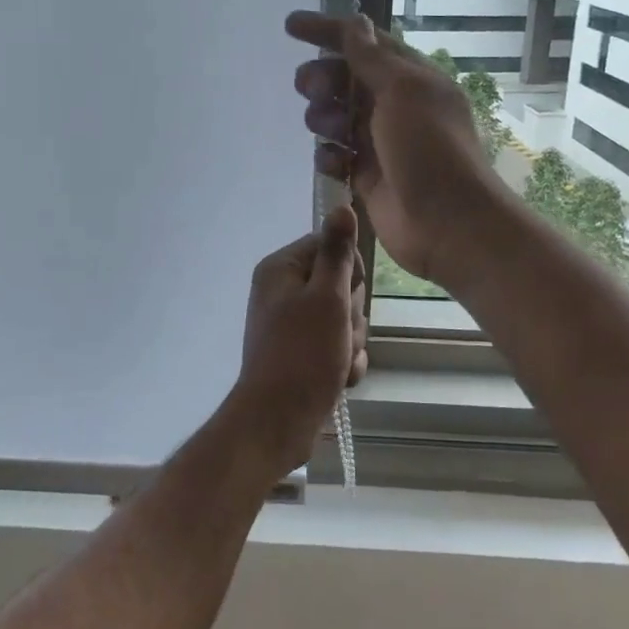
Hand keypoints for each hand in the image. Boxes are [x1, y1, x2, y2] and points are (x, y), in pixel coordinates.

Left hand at [221, 205, 367, 477]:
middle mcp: (283, 292)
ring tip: (337, 361)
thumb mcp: (327, 297)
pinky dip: (342, 362)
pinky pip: (336, 345)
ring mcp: (291, 325)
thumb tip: (341, 206)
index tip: (347, 294)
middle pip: (340, 285)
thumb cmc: (303, 353)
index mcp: (281, 270)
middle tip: (340, 334)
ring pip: (343, 318)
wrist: (278, 422)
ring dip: (350, 341)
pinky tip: (338, 378)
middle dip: (350, 314)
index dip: (349, 270)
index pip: (330, 246)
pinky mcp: (301, 353)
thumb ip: (337, 252)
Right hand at [287, 12, 504, 288]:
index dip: (329, 32)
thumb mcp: (403, 91)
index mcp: (413, 78)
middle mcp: (397, 106)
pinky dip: (329, 154)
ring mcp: (381, 142)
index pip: (366, 43)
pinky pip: (336, 154)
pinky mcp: (368, 175)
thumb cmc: (430, 148)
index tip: (290, 26)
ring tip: (326, 127)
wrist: (448, 224)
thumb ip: (372, 58)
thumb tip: (356, 23)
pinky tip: (334, 161)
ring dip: (324, 116)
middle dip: (323, 78)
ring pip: (337, 116)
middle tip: (308, 87)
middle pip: (346, 79)